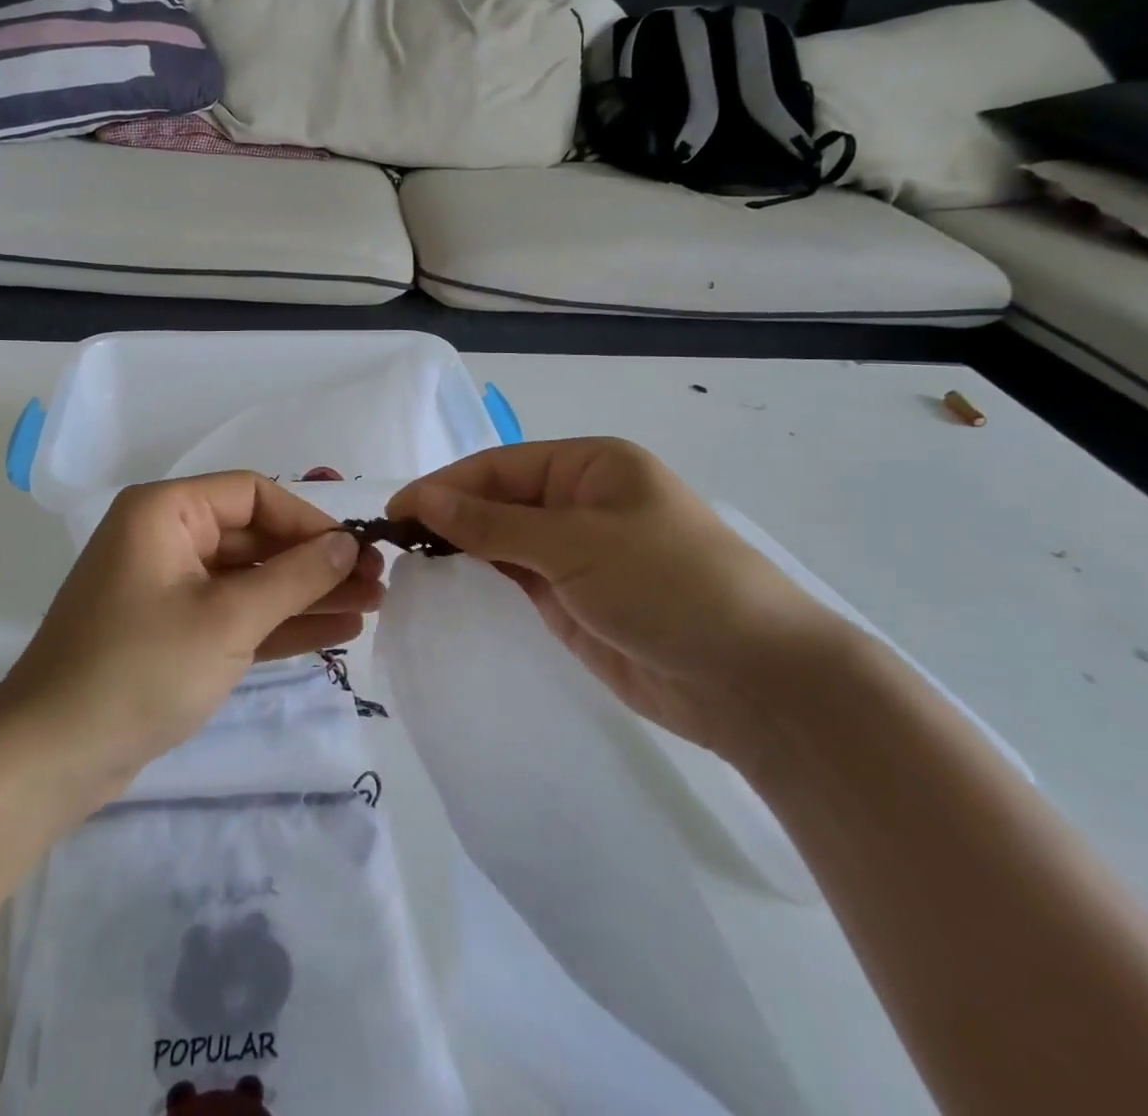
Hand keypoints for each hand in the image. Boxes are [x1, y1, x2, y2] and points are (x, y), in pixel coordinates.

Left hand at [0, 471, 384, 801]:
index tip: (354, 551)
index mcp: (166, 511)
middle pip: (256, 537)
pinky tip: (336, 630)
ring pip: (251, 579)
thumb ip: (294, 577)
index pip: (253, 494)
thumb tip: (347, 544)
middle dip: (316, 562)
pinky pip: (236, 614)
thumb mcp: (227, 619)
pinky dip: (280, 622)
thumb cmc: (139, 670)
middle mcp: (167, 538)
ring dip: (307, 594)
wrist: (50, 760)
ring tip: (371, 607)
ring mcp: (170, 588)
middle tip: (377, 584)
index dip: (308, 520)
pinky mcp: (175, 632)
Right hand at [388, 438, 855, 769]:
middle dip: (448, 518)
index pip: (499, 468)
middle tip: (392, 546)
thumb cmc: (669, 584)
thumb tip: (420, 498)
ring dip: (461, 551)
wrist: (755, 680)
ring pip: (503, 542)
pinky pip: (517, 581)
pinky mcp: (574, 601)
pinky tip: (447, 589)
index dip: (444, 486)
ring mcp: (577, 554)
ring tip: (408, 567)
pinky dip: (483, 582)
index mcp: (590, 466)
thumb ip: (492, 524)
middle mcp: (580, 503)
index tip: (393, 514)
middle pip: (498, 502)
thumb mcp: (575, 543)